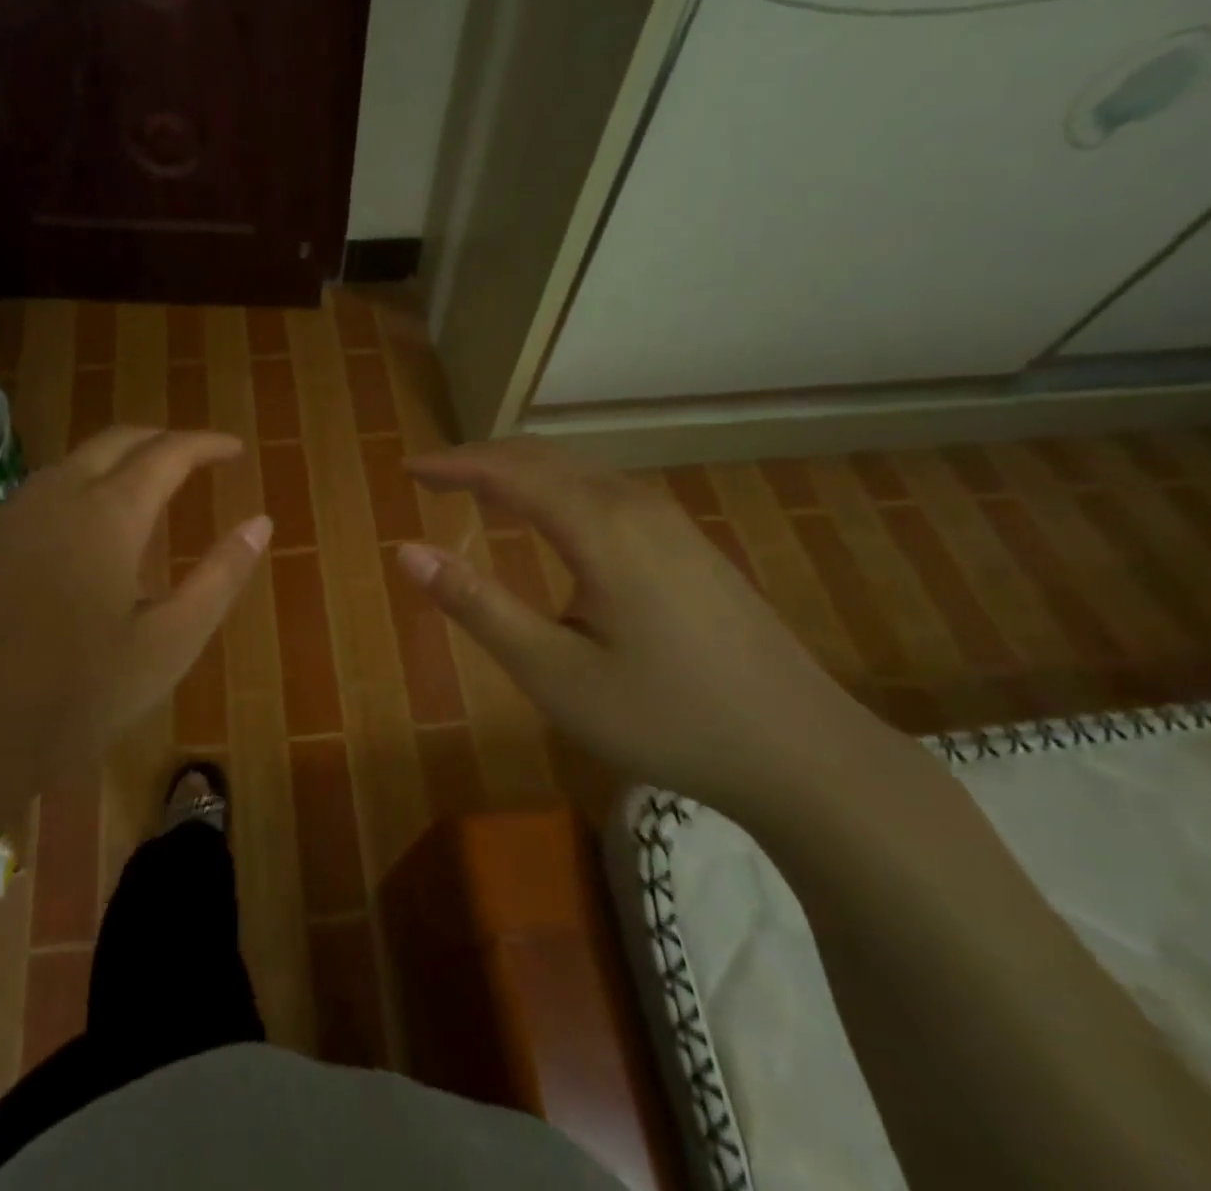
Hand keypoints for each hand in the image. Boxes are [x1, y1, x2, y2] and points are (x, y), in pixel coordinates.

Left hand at [0, 427, 270, 790]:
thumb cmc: (75, 696)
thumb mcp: (169, 643)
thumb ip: (220, 576)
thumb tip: (261, 522)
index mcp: (108, 515)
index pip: (168, 453)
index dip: (206, 444)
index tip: (234, 449)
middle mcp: (54, 497)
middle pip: (115, 441)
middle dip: (160, 440)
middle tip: (193, 458)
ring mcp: (5, 517)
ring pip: (70, 465)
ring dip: (114, 465)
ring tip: (143, 494)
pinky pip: (34, 498)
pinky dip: (73, 494)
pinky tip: (77, 539)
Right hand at [398, 439, 895, 817]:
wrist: (804, 753)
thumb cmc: (666, 717)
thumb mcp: (554, 672)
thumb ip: (477, 605)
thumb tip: (407, 551)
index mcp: (599, 527)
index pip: (509, 471)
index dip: (454, 465)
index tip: (409, 469)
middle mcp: (635, 506)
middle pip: (545, 458)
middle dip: (483, 459)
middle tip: (434, 476)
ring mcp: (672, 522)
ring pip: (580, 470)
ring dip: (523, 470)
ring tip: (480, 488)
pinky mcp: (691, 544)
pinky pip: (607, 490)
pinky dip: (559, 487)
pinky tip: (554, 517)